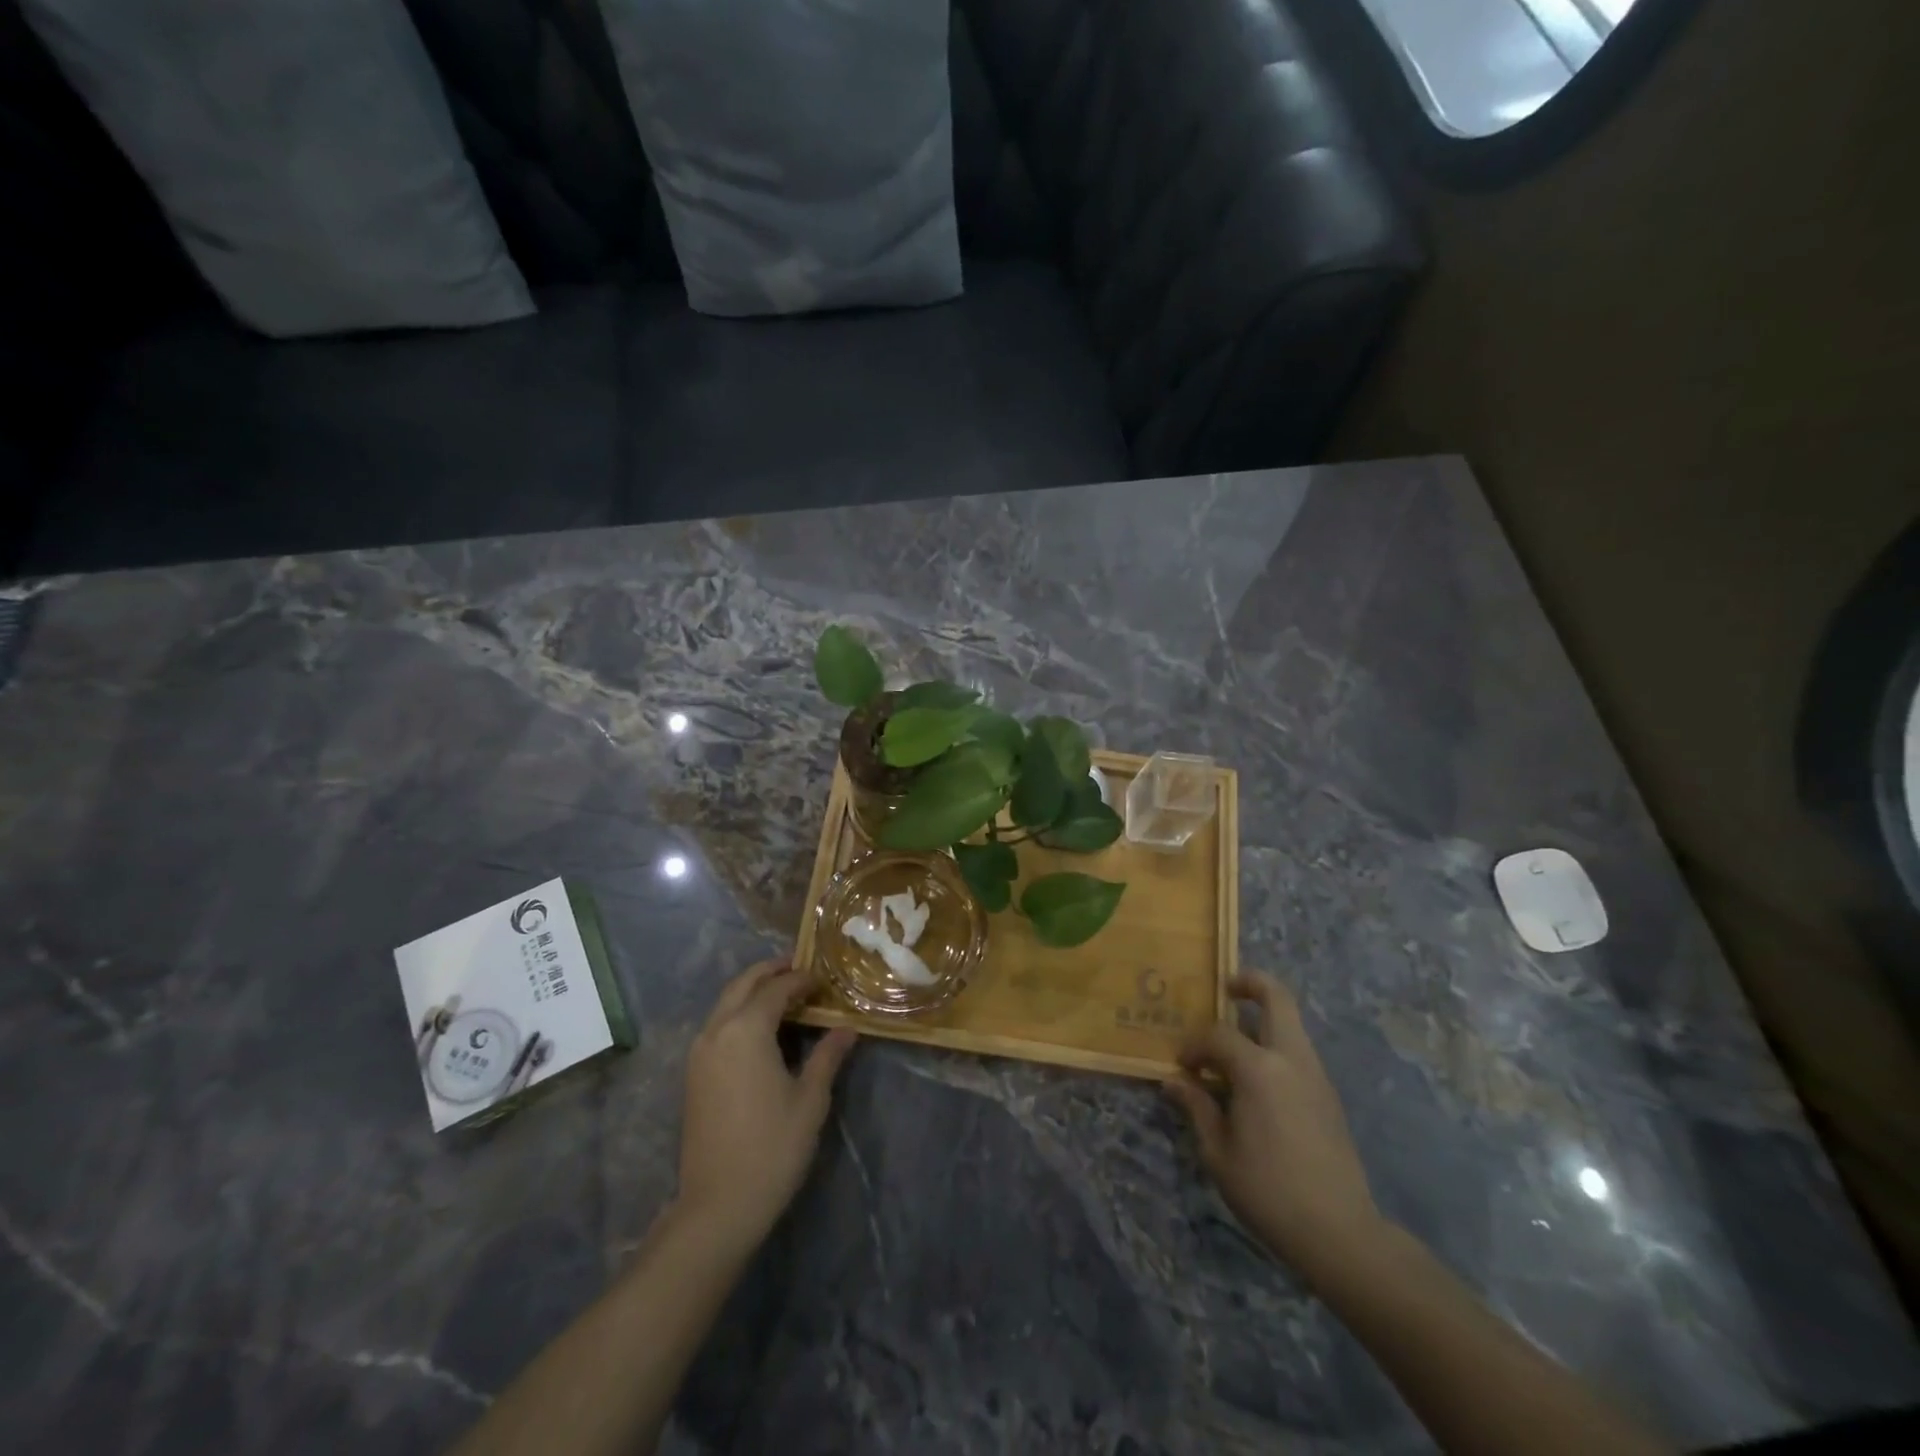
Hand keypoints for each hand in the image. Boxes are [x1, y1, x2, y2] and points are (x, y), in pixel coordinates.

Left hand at [676, 960, 856, 1248]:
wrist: (717, 1206)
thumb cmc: (772, 1148)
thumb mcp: (810, 1099)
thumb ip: (828, 1056)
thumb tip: (848, 1028)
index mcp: (746, 1029)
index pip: (777, 987)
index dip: (802, 979)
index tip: (825, 980)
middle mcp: (717, 1030)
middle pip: (743, 984)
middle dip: (771, 971)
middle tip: (800, 968)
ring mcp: (699, 1052)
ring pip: (726, 1002)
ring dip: (753, 990)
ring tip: (784, 995)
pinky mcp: (694, 1074)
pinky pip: (718, 1025)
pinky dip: (739, 1012)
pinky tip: (761, 1029)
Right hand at [1165, 973, 1383, 1281]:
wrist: (1339, 1233)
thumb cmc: (1268, 1191)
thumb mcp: (1218, 1152)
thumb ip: (1197, 1107)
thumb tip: (1175, 1081)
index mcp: (1259, 1069)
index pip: (1218, 1035)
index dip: (1194, 1046)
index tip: (1182, 1068)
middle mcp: (1291, 1060)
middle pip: (1277, 999)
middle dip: (1251, 984)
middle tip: (1226, 988)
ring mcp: (1316, 1075)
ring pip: (1292, 1024)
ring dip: (1264, 1018)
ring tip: (1235, 1041)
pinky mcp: (1328, 1095)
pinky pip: (1298, 1052)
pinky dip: (1275, 1047)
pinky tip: (1257, 1079)